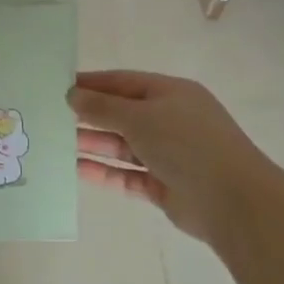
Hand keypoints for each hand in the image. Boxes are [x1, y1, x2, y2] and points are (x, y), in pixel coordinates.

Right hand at [68, 70, 258, 244]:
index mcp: (171, 94)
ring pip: (122, 146)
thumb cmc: (186, 143)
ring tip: (56, 143)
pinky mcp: (164, 186)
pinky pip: (127, 175)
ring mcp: (168, 155)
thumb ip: (102, 107)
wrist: (232, 201)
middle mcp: (170, 121)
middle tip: (51, 117)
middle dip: (89, 116)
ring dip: (93, 144)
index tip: (60, 86)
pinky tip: (75, 170)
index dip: (92, 83)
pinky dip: (104, 172)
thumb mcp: (139, 116)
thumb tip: (72, 95)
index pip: (124, 82)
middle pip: (122, 114)